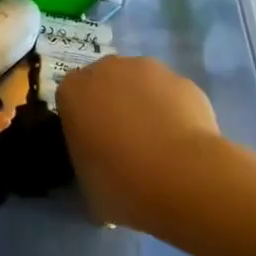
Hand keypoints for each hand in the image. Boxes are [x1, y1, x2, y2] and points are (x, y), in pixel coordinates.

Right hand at [57, 56, 226, 230]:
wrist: (181, 177)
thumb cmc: (120, 182)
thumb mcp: (87, 186)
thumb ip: (87, 168)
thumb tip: (100, 174)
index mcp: (72, 91)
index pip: (71, 98)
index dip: (83, 121)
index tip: (94, 146)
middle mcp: (106, 69)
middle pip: (106, 83)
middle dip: (114, 105)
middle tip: (126, 143)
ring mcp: (148, 70)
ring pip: (142, 84)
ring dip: (146, 104)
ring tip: (160, 144)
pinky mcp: (184, 81)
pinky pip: (174, 95)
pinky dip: (176, 112)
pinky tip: (185, 143)